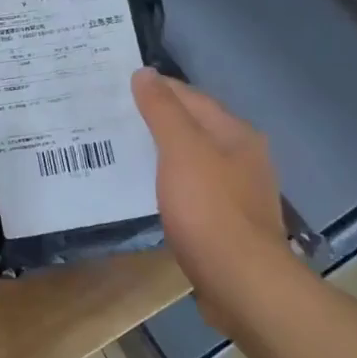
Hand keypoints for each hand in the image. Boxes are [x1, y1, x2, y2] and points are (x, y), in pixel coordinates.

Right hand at [131, 69, 291, 306]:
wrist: (242, 284)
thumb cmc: (210, 209)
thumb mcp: (181, 150)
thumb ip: (162, 110)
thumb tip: (144, 73)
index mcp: (236, 133)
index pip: (190, 97)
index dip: (155, 88)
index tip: (116, 87)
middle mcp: (243, 157)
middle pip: (194, 127)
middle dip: (157, 120)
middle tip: (113, 118)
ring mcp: (238, 192)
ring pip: (193, 160)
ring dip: (162, 153)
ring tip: (123, 150)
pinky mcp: (228, 223)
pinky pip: (193, 190)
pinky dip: (170, 182)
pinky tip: (149, 190)